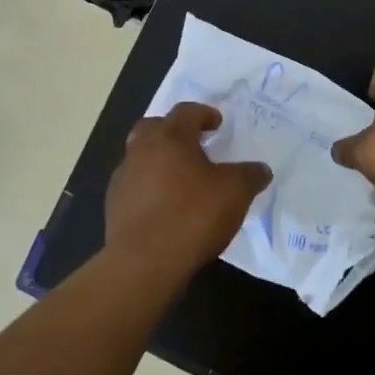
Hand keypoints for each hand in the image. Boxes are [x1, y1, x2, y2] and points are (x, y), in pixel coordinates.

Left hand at [106, 103, 271, 267]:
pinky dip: (149, 187)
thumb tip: (261, 169)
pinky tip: (165, 206)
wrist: (144, 262)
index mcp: (170, 137)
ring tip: (181, 179)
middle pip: (155, 127)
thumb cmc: (192, 216)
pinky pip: (135, 185)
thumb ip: (250, 175)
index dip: (204, 114)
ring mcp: (123, 177)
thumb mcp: (235, 193)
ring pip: (141, 156)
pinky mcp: (114, 205)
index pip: (186, 112)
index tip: (217, 123)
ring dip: (159, 160)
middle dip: (174, 131)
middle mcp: (141, 149)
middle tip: (194, 144)